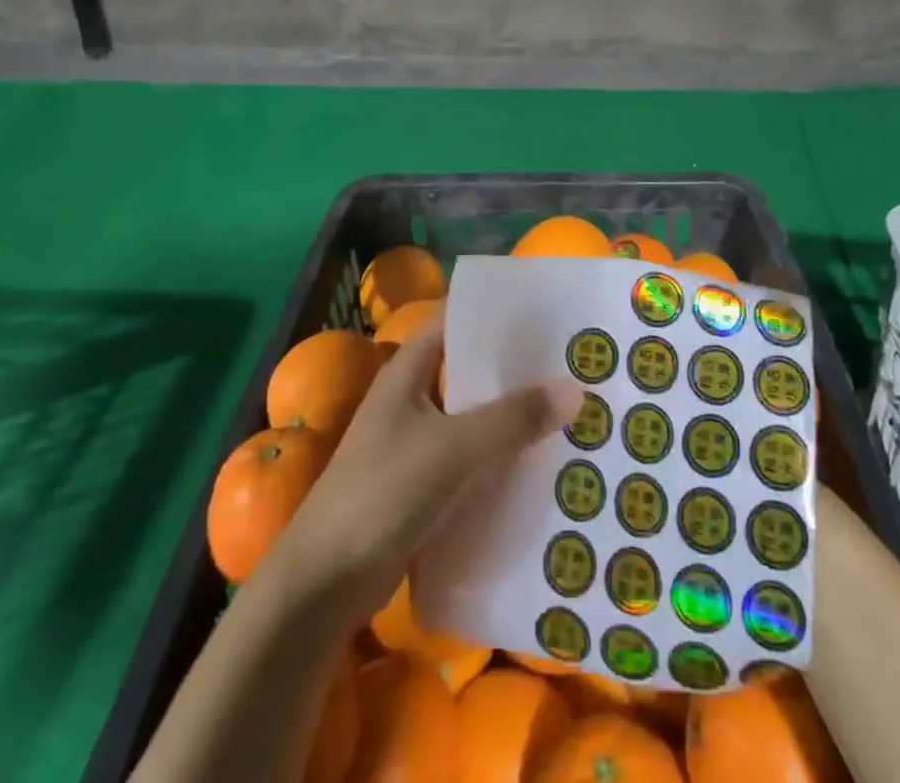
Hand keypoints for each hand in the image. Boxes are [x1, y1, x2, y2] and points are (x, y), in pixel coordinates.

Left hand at [268, 309, 582, 624]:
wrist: (323, 585)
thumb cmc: (382, 494)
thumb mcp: (454, 449)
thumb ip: (513, 419)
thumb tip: (575, 389)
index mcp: (408, 372)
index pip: (455, 321)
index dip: (496, 313)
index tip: (546, 314)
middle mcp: (412, 399)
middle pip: (470, 371)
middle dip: (516, 369)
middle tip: (572, 364)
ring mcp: (416, 444)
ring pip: (474, 418)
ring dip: (512, 417)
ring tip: (569, 410)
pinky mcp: (423, 487)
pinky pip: (471, 460)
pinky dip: (500, 458)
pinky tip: (541, 464)